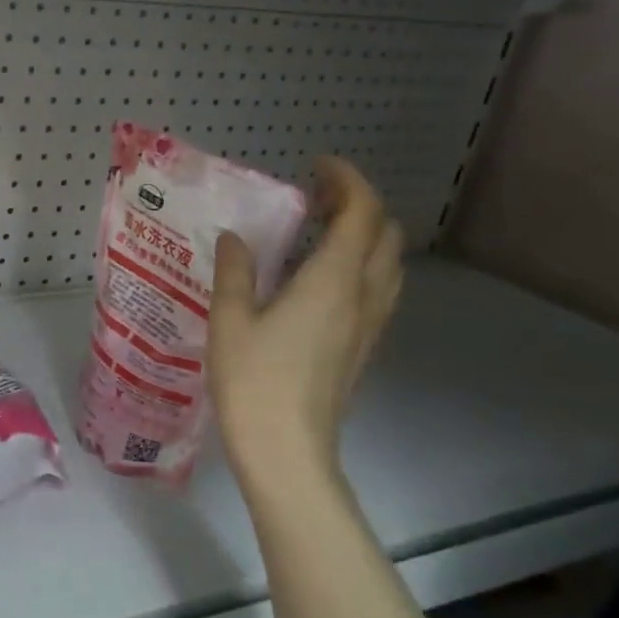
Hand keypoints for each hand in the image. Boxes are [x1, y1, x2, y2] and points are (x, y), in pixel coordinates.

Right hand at [208, 157, 402, 488]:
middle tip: (314, 201)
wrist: (287, 450)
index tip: (317, 167)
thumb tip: (236, 238)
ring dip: (364, 236)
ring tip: (318, 235)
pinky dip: (361, 266)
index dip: (347, 180)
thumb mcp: (230, 320)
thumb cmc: (253, 381)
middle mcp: (363, 296)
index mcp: (332, 281)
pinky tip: (320, 280)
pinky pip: (379, 289)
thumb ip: (235, 271)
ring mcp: (370, 324)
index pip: (362, 213)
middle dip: (359, 205)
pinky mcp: (364, 347)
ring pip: (388, 263)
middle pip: (385, 234)